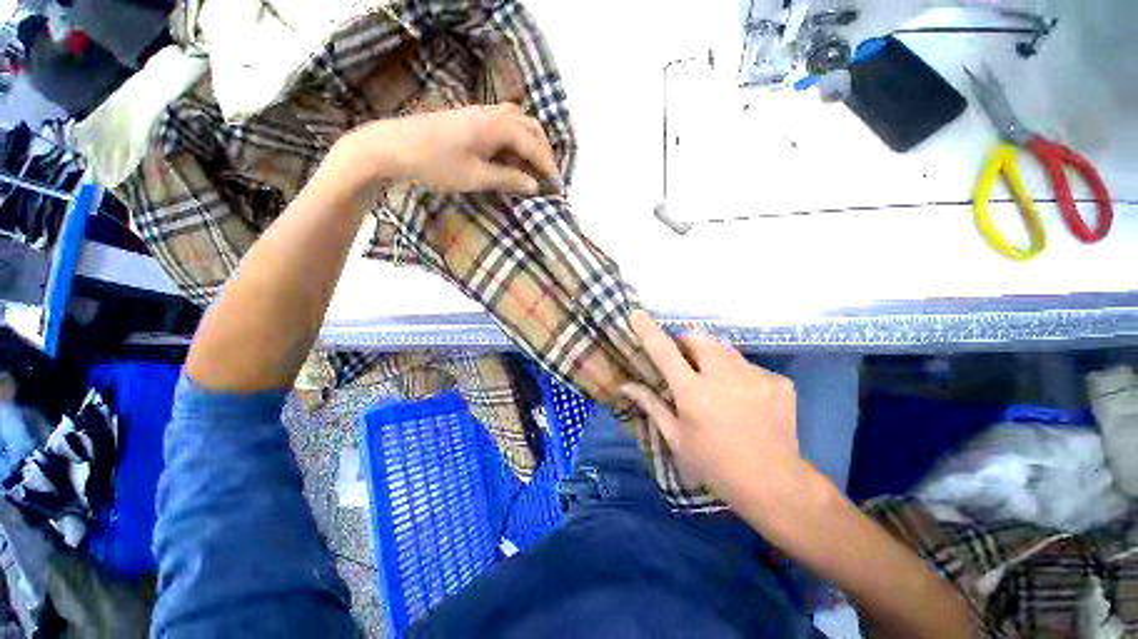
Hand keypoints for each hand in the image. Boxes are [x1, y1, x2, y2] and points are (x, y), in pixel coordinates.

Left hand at [341, 104, 559, 194]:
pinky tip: (513, 157)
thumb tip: (534, 186)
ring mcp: (481, 113)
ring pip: (519, 124)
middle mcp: (493, 114)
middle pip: (532, 129)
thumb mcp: (475, 177)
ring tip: (535, 168)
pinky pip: (505, 125)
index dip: (548, 169)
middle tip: (549, 177)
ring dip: (532, 145)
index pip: (534, 147)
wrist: (393, 147)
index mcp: (497, 127)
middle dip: (545, 153)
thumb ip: (508, 180)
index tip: (558, 188)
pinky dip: (517, 141)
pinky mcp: (471, 119)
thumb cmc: (435, 164)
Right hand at [621, 311, 824, 515]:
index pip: (665, 352)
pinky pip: (748, 365)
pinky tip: (744, 399)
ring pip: (725, 349)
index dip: (649, 330)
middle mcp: (724, 377)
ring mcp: (756, 377)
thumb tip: (626, 385)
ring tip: (717, 384)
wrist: (775, 485)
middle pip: (699, 339)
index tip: (637, 314)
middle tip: (687, 365)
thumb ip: (652, 405)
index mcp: (694, 393)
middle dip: (688, 344)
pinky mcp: (779, 381)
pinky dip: (739, 374)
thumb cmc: (715, 465)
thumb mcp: (676, 438)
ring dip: (713, 358)